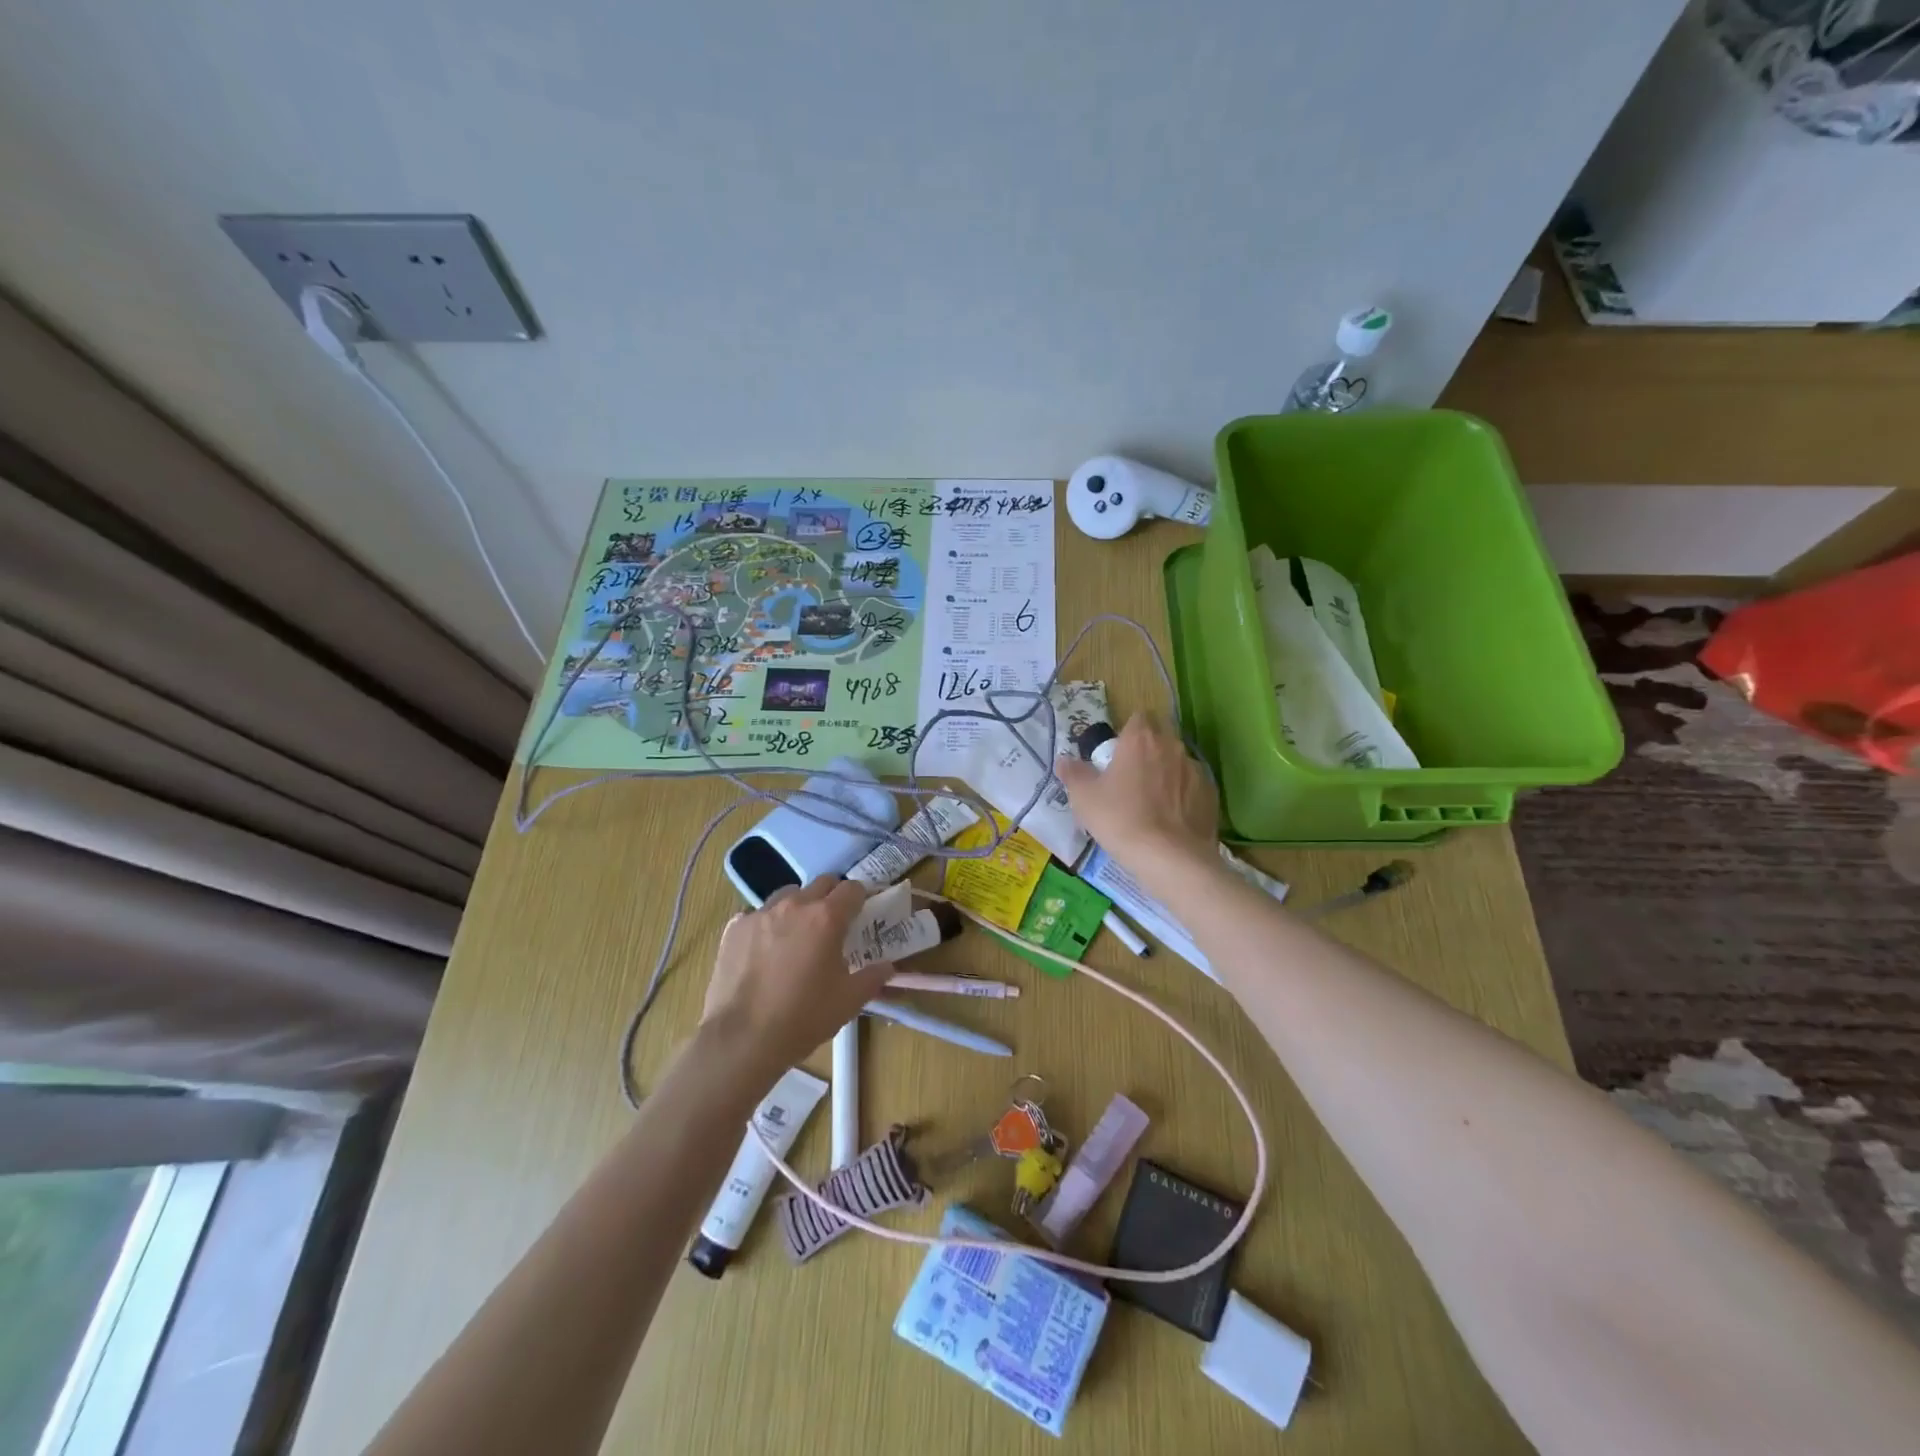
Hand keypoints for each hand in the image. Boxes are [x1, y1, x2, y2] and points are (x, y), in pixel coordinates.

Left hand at [700, 877, 895, 1072]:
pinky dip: (768, 925)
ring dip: (799, 906)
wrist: (742, 1039)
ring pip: (788, 895)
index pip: (853, 889)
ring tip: (797, 935)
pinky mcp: (735, 928)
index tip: (862, 914)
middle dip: (832, 897)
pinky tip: (766, 951)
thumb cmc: (803, 1018)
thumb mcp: (849, 1001)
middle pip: (821, 883)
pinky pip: (758, 915)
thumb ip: (873, 977)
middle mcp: (794, 905)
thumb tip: (887, 966)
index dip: (861, 899)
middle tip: (834, 923)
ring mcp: (760, 914)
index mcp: (826, 918)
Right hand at [1055, 712, 1217, 872]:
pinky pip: (1192, 787)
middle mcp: (1172, 746)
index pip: (1139, 717)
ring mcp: (1195, 770)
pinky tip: (1171, 819)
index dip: (1128, 731)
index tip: (1118, 753)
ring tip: (1153, 803)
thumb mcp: (1084, 798)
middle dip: (1147, 751)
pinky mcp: (1211, 794)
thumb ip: (1073, 773)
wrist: (1170, 858)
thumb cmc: (1121, 820)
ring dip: (1166, 774)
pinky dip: (1183, 796)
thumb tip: (1064, 760)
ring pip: (1177, 762)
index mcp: (1140, 739)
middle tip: (1130, 778)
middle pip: (1160, 737)